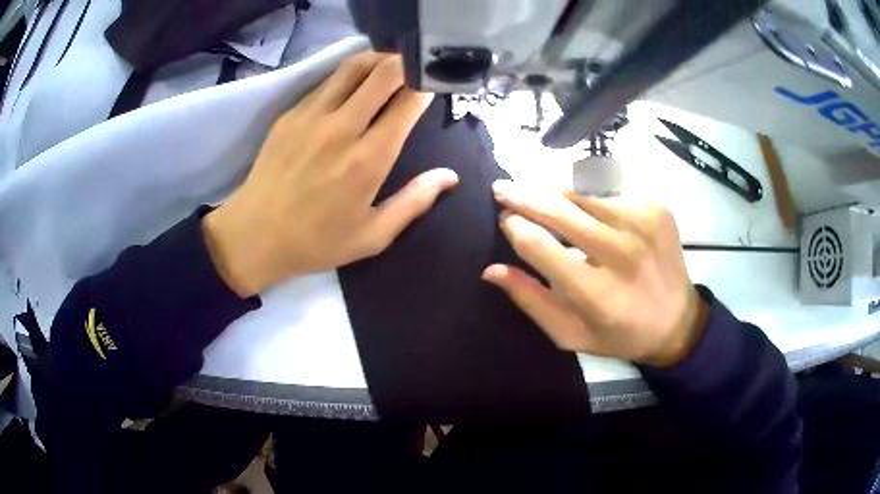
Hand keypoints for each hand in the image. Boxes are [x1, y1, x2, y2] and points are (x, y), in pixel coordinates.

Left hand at [203, 52, 458, 296]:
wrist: (254, 235)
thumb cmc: (316, 241)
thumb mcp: (372, 235)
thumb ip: (414, 201)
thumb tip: (449, 176)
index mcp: (368, 158)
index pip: (407, 101)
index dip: (427, 85)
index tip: (436, 85)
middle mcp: (342, 127)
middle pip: (382, 72)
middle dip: (406, 62)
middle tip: (416, 67)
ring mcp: (312, 115)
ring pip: (353, 66)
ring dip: (377, 60)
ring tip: (389, 67)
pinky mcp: (291, 114)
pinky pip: (327, 81)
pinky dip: (348, 76)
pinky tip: (353, 86)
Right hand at [483, 181, 707, 366]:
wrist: (678, 321)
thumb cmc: (620, 334)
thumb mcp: (571, 334)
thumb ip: (531, 301)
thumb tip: (492, 270)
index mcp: (598, 293)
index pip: (541, 246)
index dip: (515, 227)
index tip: (503, 219)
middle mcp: (622, 253)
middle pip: (561, 210)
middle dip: (524, 196)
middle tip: (501, 188)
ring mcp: (643, 224)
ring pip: (583, 193)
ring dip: (553, 191)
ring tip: (533, 191)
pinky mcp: (656, 209)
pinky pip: (608, 193)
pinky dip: (587, 197)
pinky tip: (580, 207)